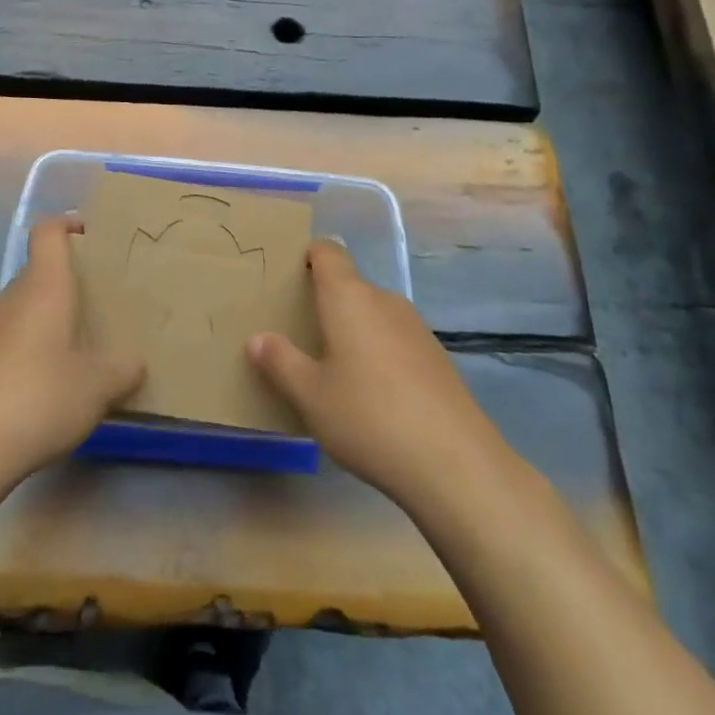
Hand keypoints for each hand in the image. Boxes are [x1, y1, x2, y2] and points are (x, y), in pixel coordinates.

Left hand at [0, 216, 145, 480]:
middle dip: (70, 280)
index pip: (48, 231)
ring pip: (26, 307)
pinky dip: (33, 347)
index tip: (92, 234)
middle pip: (39, 271)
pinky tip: (51, 382)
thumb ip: (123, 369)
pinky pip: (12, 338)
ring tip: (82, 345)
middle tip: (103, 301)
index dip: (68, 223)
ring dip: (51, 317)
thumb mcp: (98, 386)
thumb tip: (135, 363)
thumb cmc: (40, 396)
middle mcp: (13, 298)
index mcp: (45, 286)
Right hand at [249, 239, 516, 515]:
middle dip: (324, 303)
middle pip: (349, 285)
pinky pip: (394, 339)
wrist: (455, 462)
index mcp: (349, 297)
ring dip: (352, 330)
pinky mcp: (436, 357)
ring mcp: (415, 328)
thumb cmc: (369, 417)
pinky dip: (377, 352)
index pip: (328, 252)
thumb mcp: (310, 395)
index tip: (287, 278)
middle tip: (297, 334)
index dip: (308, 256)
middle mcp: (384, 300)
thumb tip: (258, 339)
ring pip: (372, 314)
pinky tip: (371, 394)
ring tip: (331, 368)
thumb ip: (280, 362)